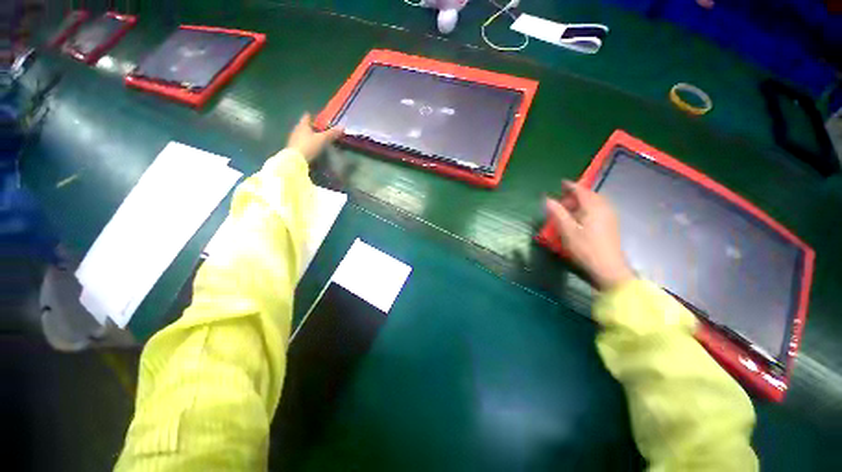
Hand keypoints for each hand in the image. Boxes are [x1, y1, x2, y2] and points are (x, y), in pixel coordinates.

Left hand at [286, 113, 342, 162]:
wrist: (294, 160)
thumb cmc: (309, 146)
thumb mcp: (322, 139)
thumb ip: (331, 133)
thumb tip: (342, 126)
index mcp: (303, 125)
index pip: (306, 117)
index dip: (311, 116)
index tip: (315, 117)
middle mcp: (296, 130)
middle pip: (303, 126)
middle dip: (310, 127)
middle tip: (317, 129)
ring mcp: (293, 139)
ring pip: (301, 134)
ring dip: (307, 135)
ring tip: (315, 139)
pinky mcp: (292, 148)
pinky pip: (300, 142)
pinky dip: (305, 143)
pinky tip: (309, 147)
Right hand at [545, 181, 633, 290]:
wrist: (608, 267)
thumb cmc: (585, 248)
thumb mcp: (567, 231)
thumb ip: (557, 213)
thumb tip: (547, 199)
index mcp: (593, 207)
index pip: (581, 191)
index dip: (570, 186)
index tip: (561, 183)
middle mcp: (604, 208)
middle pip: (590, 195)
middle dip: (576, 194)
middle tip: (562, 199)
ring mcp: (610, 216)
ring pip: (596, 202)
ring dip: (583, 201)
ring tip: (570, 208)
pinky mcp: (611, 224)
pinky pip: (599, 209)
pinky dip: (589, 207)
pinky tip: (581, 217)